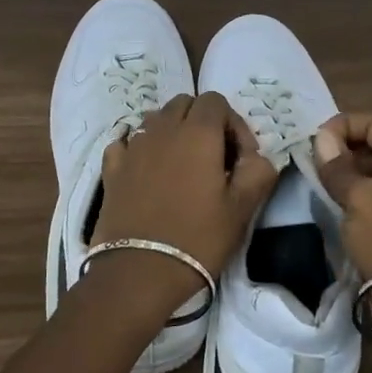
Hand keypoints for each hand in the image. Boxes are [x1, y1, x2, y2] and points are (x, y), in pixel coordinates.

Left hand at [88, 93, 277, 318]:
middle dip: (203, 121)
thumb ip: (258, 171)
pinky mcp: (112, 168)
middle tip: (214, 157)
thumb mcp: (243, 208)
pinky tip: (147, 171)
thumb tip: (257, 156)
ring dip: (173, 131)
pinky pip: (127, 142)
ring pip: (156, 119)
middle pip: (185, 103)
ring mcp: (133, 147)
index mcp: (198, 133)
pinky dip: (140, 148)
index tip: (241, 158)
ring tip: (183, 165)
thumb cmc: (198, 238)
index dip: (233, 123)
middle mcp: (163, 129)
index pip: (216, 101)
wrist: (139, 271)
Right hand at [314, 112, 371, 356]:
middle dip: (340, 148)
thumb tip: (323, 138)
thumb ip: (340, 167)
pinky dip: (349, 199)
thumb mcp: (362, 199)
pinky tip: (328, 206)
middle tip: (307, 161)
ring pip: (369, 175)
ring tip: (312, 182)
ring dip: (342, 175)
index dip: (343, 125)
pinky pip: (370, 202)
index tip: (312, 142)